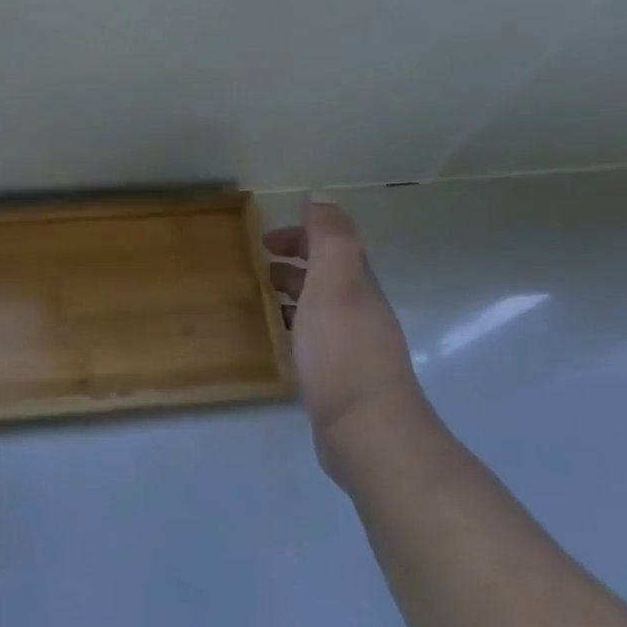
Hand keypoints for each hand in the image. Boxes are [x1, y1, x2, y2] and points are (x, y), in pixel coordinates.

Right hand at [265, 201, 434, 490]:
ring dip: (294, 292)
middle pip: (329, 274)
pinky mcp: (341, 377)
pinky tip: (280, 338)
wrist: (367, 430)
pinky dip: (296, 324)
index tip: (266, 241)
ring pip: (322, 305)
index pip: (335, 245)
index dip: (304, 234)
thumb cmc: (343, 353)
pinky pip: (316, 337)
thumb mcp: (335, 285)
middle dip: (297, 261)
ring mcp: (354, 346)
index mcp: (360, 286)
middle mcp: (361, 311)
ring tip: (262, 296)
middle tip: (259, 264)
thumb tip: (322, 196)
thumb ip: (331, 239)